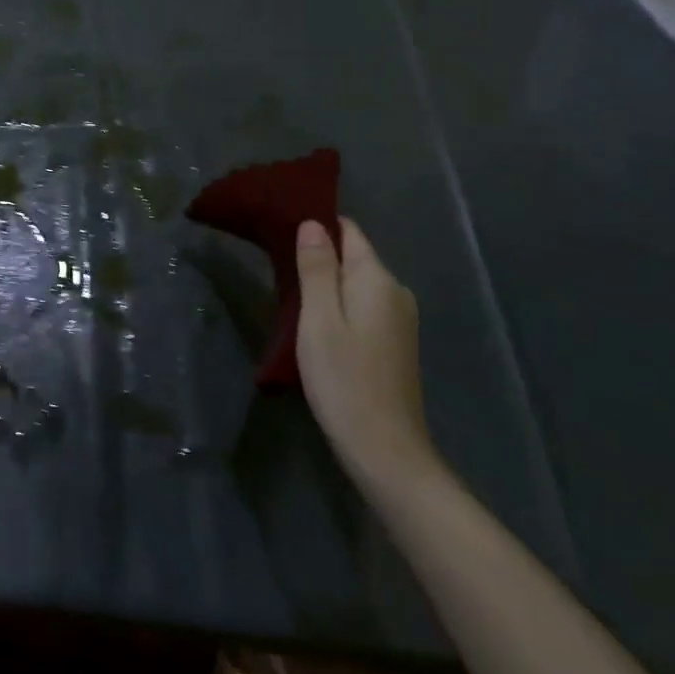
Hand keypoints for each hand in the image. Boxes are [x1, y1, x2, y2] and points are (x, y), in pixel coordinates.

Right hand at [294, 217, 437, 488]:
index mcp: (378, 279)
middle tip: (275, 264)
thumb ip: (317, 268)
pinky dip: (338, 305)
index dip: (317, 224)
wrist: (385, 450)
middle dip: (318, 255)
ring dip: (325, 283)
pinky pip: (362, 306)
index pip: (349, 231)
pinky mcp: (395, 343)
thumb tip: (313, 223)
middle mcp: (395, 291)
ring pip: (356, 284)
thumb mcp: (319, 319)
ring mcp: (399, 319)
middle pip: (353, 256)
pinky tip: (315, 324)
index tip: (281, 227)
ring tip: (287, 293)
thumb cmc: (344, 379)